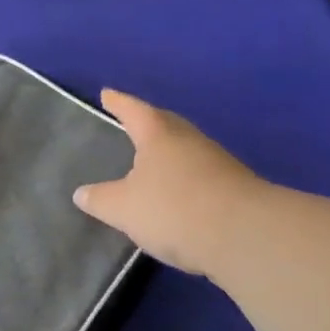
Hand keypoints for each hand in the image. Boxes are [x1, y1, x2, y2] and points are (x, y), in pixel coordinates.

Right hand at [72, 89, 268, 277]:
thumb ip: (101, 200)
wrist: (247, 236)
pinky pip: (202, 174)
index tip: (107, 94)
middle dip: (148, 123)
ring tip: (152, 162)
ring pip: (186, 149)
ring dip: (170, 153)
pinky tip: (179, 194)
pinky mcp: (236, 189)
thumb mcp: (123, 209)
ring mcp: (218, 163)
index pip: (133, 110)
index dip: (118, 103)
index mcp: (158, 135)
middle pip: (165, 124)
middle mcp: (189, 140)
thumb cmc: (174, 209)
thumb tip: (81, 193)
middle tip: (132, 123)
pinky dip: (186, 178)